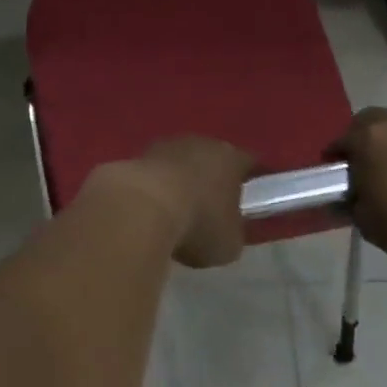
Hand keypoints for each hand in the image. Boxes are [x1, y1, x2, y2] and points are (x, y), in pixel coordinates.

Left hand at [110, 137, 256, 268]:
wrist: (139, 208)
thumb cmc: (198, 223)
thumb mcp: (229, 243)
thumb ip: (233, 233)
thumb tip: (227, 232)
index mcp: (231, 158)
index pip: (249, 165)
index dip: (252, 182)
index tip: (252, 199)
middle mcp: (200, 143)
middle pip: (211, 159)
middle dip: (211, 180)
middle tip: (210, 207)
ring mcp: (164, 146)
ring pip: (179, 163)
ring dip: (178, 183)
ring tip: (174, 213)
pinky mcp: (134, 156)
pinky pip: (152, 175)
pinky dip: (153, 189)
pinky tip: (148, 212)